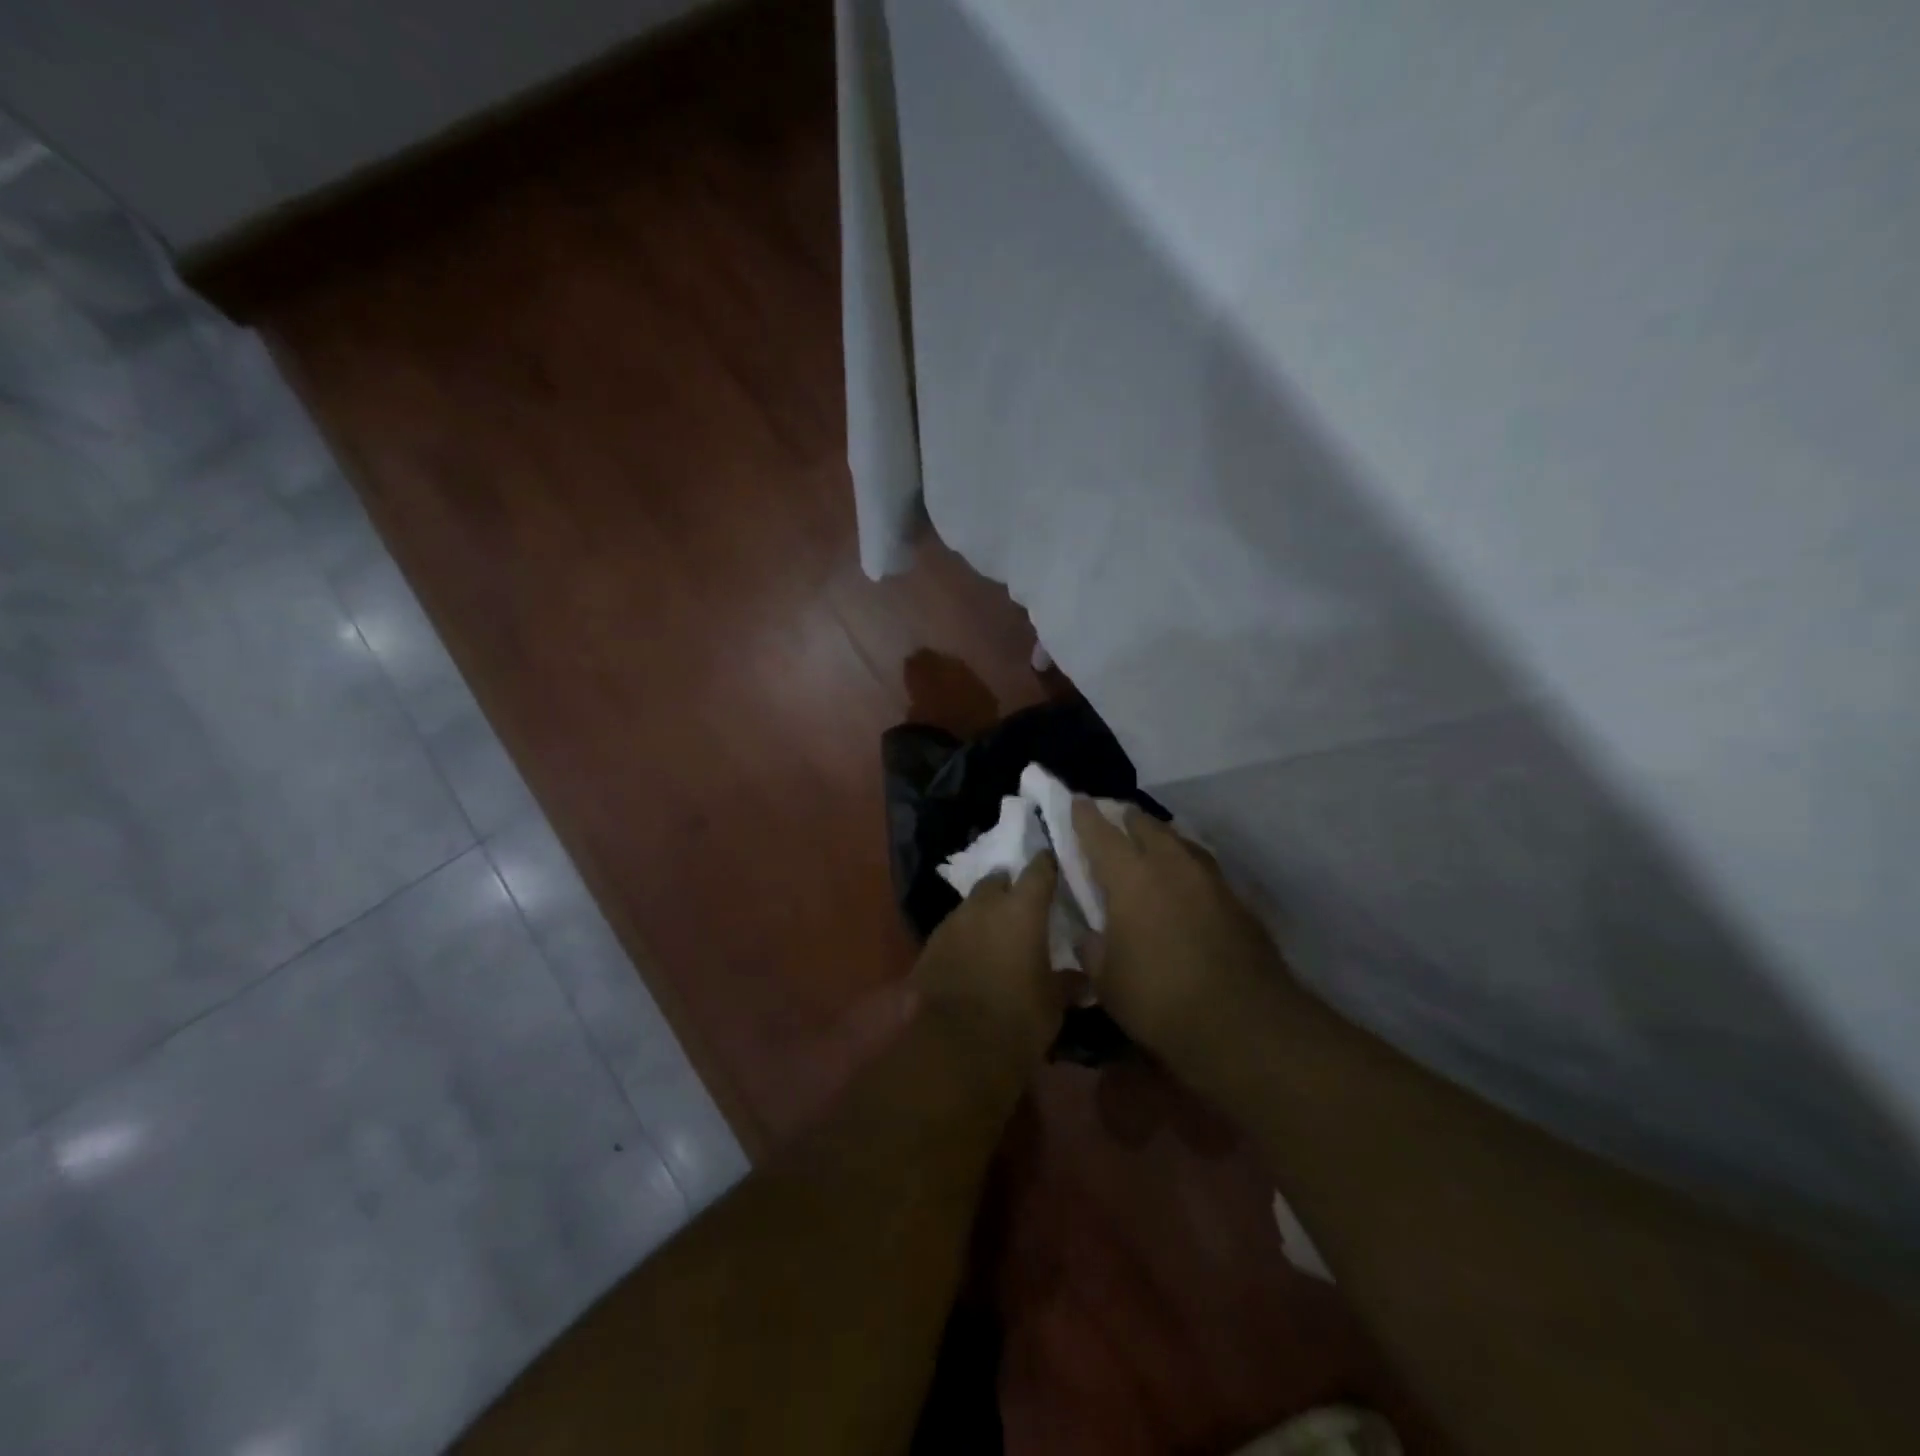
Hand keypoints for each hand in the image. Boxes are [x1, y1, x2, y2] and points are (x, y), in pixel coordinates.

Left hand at [912, 853, 1064, 1069]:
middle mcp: (985, 905)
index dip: (1046, 865)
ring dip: (984, 913)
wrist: (954, 1046)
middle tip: (1021, 904)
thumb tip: (1082, 980)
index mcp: (1022, 909)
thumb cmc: (1017, 1018)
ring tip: (996, 933)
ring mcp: (952, 923)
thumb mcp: (1052, 1003)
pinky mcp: (929, 945)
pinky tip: (971, 956)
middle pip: (997, 881)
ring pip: (972, 905)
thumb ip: (1067, 983)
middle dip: (1008, 887)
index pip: (1038, 871)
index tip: (1053, 863)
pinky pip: (953, 930)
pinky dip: (965, 937)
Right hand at [1072, 799, 1286, 1070]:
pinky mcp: (1237, 900)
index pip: (1101, 833)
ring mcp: (1209, 879)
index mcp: (1130, 877)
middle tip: (1114, 822)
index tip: (1077, 801)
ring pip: (1179, 841)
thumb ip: (1093, 949)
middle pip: (1146, 825)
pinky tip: (1184, 885)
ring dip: (1161, 839)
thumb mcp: (1107, 981)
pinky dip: (1186, 866)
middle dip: (1127, 820)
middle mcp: (1170, 865)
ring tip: (1150, 847)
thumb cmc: (1160, 999)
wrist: (1245, 1023)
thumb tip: (1089, 934)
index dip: (1085, 816)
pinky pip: (1203, 868)